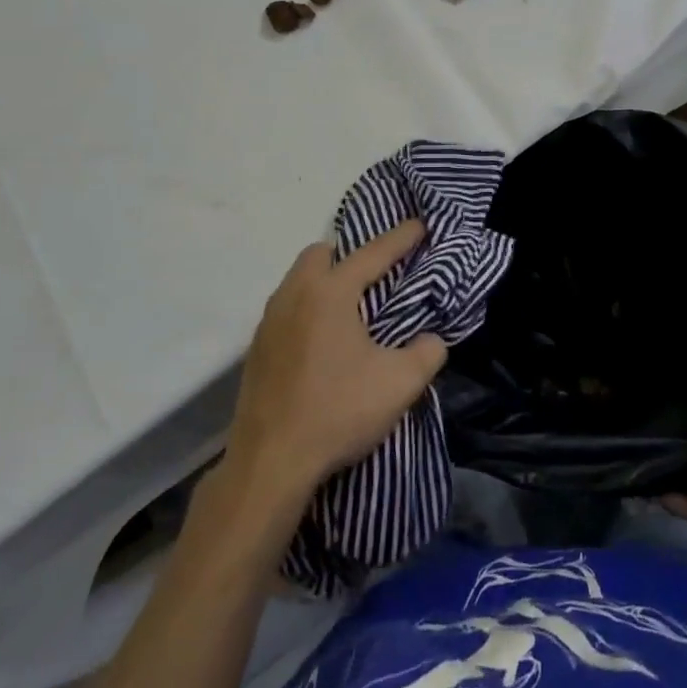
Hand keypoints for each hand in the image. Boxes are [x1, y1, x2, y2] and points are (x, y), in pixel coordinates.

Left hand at [222, 221, 443, 511]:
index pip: (372, 253)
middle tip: (374, 276)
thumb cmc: (338, 412)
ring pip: (298, 280)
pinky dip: (306, 309)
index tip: (419, 224)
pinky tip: (321, 342)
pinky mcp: (256, 350)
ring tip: (349, 309)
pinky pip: (285, 309)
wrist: (270, 464)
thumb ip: (427, 353)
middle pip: (321, 254)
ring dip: (324, 282)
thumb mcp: (400, 384)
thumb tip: (430, 340)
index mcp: (331, 292)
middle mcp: (294, 295)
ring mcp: (268, 322)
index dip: (401, 238)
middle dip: (349, 255)